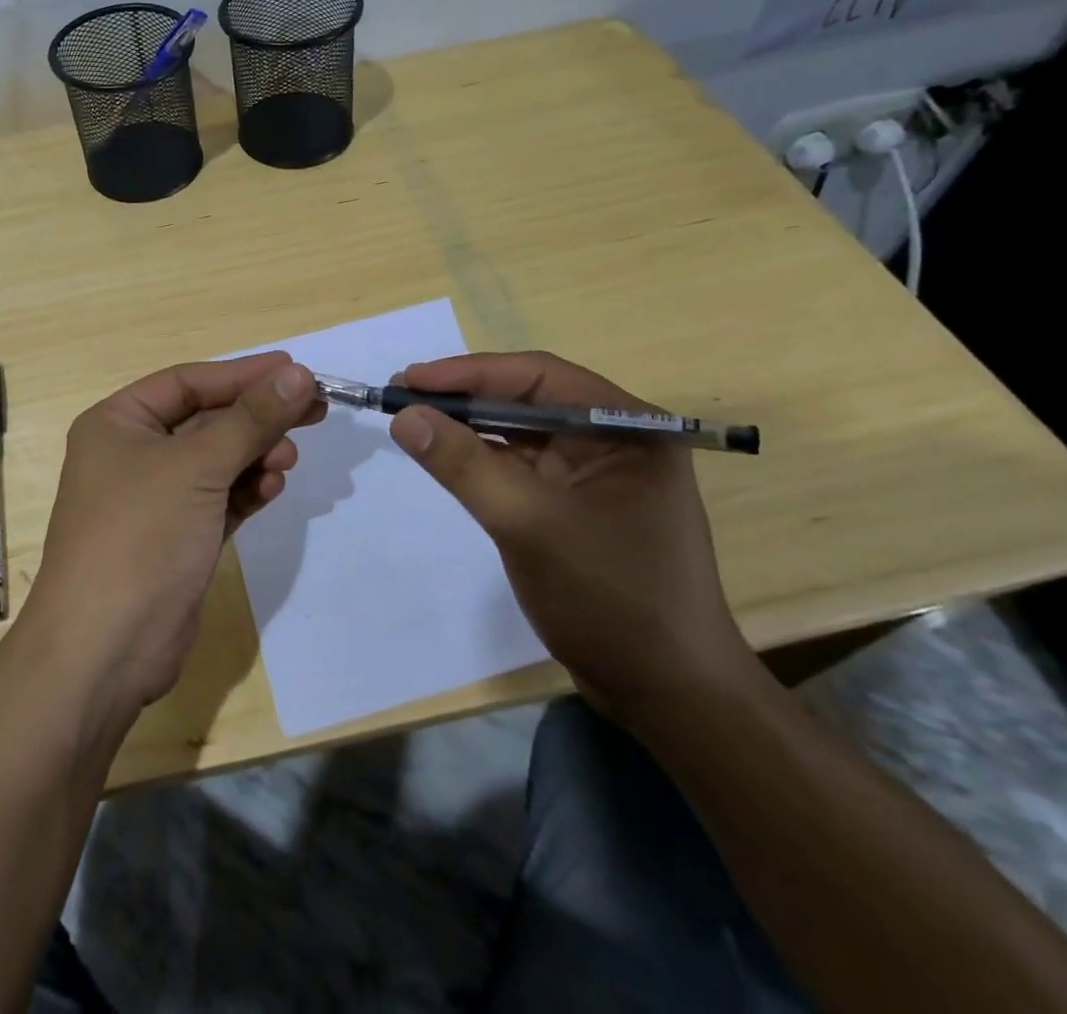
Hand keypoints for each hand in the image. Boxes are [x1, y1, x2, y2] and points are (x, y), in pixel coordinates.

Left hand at [28, 353, 321, 712]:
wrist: (105, 650)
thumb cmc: (141, 536)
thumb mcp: (197, 467)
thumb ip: (251, 419)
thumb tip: (299, 374)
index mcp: (118, 423)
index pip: (188, 382)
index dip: (243, 374)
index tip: (296, 370)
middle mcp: (133, 454)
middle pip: (206, 421)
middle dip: (256, 418)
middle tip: (313, 410)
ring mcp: (155, 499)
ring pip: (217, 461)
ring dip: (255, 456)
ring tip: (288, 461)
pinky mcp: (177, 537)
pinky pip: (219, 499)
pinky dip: (245, 491)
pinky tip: (271, 490)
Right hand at [387, 352, 754, 724]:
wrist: (666, 695)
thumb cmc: (609, 597)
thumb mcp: (528, 523)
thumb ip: (463, 464)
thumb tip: (404, 416)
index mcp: (626, 427)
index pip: (539, 376)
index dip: (469, 372)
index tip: (410, 378)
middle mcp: (614, 440)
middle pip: (527, 400)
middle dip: (463, 397)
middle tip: (401, 395)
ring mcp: (596, 475)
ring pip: (520, 434)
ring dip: (468, 427)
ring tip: (412, 420)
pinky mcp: (576, 507)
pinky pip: (521, 468)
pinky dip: (481, 460)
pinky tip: (446, 456)